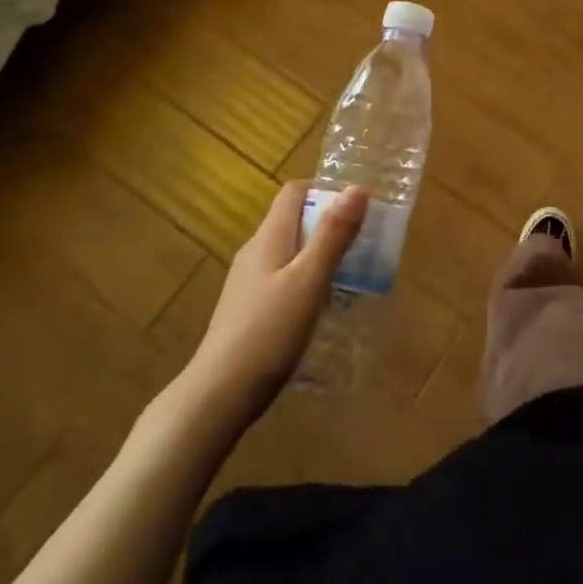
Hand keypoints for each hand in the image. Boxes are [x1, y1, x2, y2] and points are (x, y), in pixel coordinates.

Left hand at [186, 181, 367, 426]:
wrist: (218, 396)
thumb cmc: (268, 332)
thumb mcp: (309, 280)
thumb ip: (333, 235)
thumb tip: (357, 187)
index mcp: (269, 238)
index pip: (294, 192)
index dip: (326, 190)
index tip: (358, 206)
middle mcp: (255, 252)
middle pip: (294, 221)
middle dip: (330, 224)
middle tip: (364, 242)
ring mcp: (248, 282)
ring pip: (290, 252)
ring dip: (321, 254)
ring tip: (352, 275)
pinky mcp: (249, 310)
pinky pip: (284, 279)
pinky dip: (308, 280)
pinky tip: (323, 307)